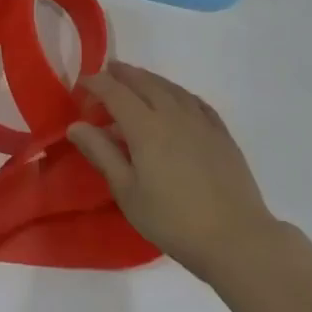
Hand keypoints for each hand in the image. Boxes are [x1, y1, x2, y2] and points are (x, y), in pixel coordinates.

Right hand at [70, 62, 280, 283]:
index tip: (81, 85)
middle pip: (143, 82)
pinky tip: (176, 100)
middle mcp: (173, 113)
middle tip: (107, 73)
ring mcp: (201, 121)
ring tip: (136, 81)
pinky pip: (194, 100)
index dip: (96, 83)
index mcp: (146, 127)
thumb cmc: (173, 220)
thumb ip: (101, 153)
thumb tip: (76, 125)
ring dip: (149, 79)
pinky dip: (177, 93)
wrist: (236, 238)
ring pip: (170, 87)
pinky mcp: (221, 133)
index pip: (114, 92)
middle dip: (122, 74)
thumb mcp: (127, 192)